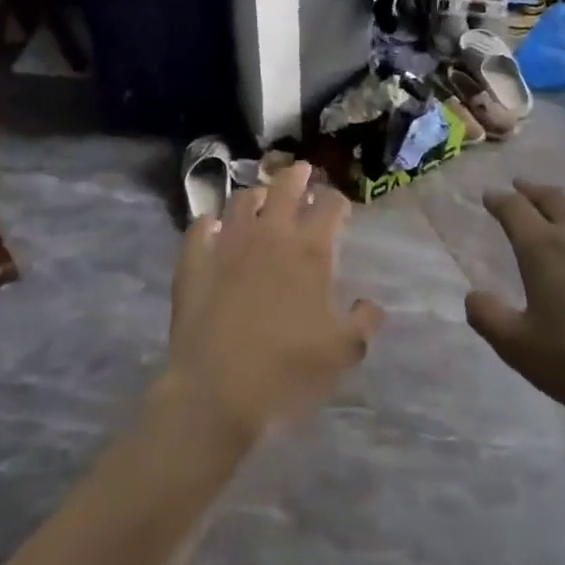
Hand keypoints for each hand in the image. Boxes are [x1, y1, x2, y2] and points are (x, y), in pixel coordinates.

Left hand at [165, 162, 384, 442]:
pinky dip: (209, 223)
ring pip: (240, 200)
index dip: (337, 200)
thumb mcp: (344, 352)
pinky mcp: (193, 262)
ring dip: (255, 195)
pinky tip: (212, 228)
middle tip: (302, 172)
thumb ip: (364, 322)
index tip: (339, 206)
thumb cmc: (288, 370)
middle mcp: (269, 235)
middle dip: (297, 175)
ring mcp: (226, 245)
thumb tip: (371, 304)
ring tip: (260, 199)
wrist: (217, 392)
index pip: (329, 205)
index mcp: (310, 250)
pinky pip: (199, 228)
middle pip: (284, 187)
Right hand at [464, 180, 564, 436]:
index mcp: (544, 249)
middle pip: (553, 198)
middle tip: (519, 187)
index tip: (488, 195)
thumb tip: (472, 294)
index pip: (514, 210)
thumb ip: (489, 318)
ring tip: (559, 208)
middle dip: (531, 190)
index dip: (498, 200)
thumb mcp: (521, 350)